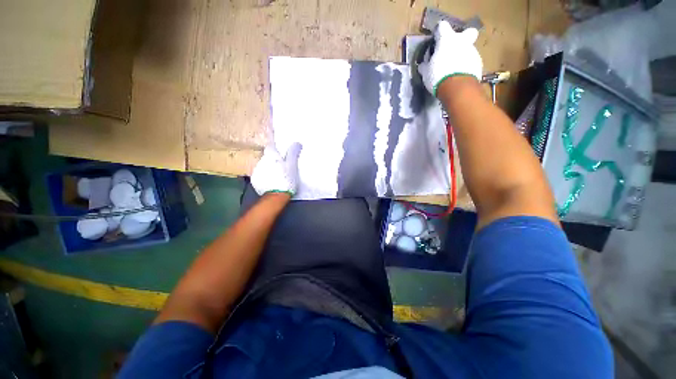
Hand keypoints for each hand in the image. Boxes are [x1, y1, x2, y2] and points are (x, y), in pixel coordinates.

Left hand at [251, 142, 302, 196]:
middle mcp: (261, 160)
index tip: (275, 140)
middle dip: (272, 158)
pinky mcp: (254, 180)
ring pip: (263, 165)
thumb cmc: (286, 179)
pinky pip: (260, 175)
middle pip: (267, 156)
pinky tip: (271, 182)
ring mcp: (256, 171)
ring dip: (268, 167)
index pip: (270, 144)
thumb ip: (293, 154)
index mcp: (271, 156)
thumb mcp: (292, 166)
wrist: (276, 196)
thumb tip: (296, 142)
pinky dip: (265, 176)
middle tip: (281, 164)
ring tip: (276, 175)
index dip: (273, 142)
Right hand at [418, 21, 482, 96]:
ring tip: (454, 69)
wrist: (457, 87)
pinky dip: (466, 66)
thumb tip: (423, 65)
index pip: (442, 26)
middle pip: (467, 32)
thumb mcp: (426, 73)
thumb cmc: (438, 76)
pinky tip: (459, 76)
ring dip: (462, 56)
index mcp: (447, 40)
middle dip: (463, 38)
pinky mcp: (478, 63)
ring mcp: (472, 51)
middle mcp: (462, 41)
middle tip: (454, 49)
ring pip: (469, 49)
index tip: (435, 40)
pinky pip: (471, 61)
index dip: (439, 32)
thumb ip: (425, 66)